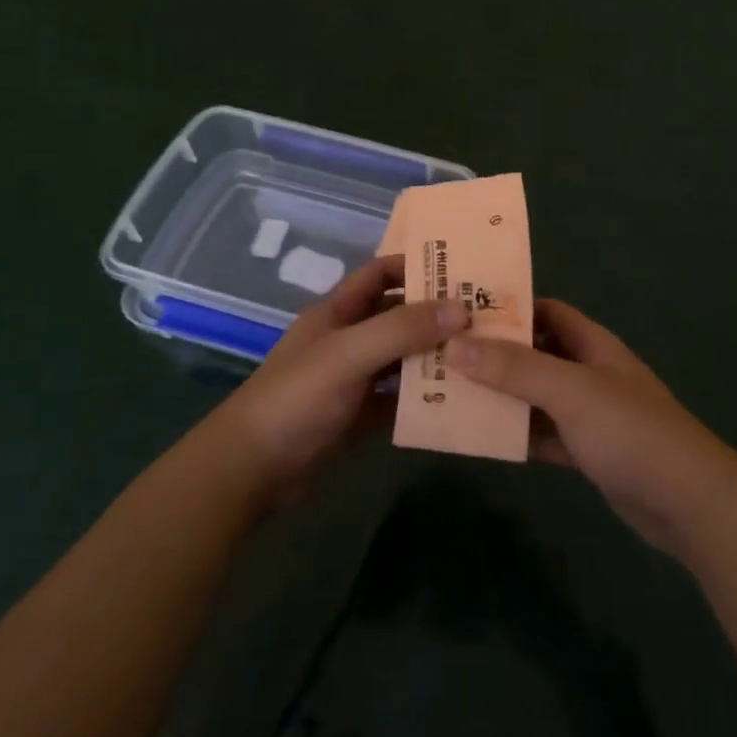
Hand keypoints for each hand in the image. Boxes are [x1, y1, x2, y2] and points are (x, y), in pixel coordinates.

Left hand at [216, 253, 469, 496]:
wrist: (251, 470)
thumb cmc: (296, 398)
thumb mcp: (348, 355)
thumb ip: (401, 329)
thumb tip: (461, 310)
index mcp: (338, 311)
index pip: (381, 272)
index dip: (416, 266)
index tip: (462, 269)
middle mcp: (348, 338)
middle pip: (398, 315)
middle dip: (436, 313)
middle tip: (485, 315)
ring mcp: (354, 378)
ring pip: (402, 357)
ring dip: (434, 355)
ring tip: (482, 355)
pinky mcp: (359, 415)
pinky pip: (399, 398)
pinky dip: (424, 396)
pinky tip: (458, 399)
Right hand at [447, 300, 736, 557]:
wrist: (688, 502)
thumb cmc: (630, 431)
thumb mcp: (570, 391)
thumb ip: (515, 368)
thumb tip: (456, 344)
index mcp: (592, 344)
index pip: (546, 311)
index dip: (508, 308)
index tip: (461, 312)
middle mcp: (590, 372)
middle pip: (536, 353)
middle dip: (496, 354)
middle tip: (443, 355)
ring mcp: (590, 414)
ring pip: (536, 396)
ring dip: (502, 396)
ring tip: (450, 394)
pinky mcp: (588, 451)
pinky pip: (544, 434)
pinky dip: (518, 434)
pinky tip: (482, 438)